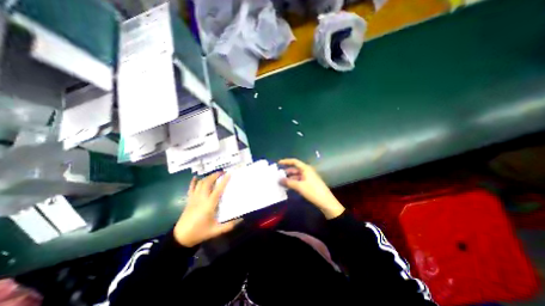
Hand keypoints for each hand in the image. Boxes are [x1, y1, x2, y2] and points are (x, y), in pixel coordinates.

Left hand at [173, 173, 239, 247]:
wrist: (180, 237)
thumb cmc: (199, 232)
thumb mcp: (215, 231)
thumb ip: (229, 225)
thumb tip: (241, 220)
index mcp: (209, 204)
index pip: (218, 189)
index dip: (224, 181)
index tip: (229, 174)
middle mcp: (201, 198)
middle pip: (207, 182)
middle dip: (215, 175)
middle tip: (222, 172)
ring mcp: (194, 198)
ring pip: (200, 183)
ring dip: (207, 177)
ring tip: (214, 175)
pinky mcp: (189, 200)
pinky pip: (191, 188)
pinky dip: (193, 182)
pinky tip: (196, 177)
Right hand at [277, 158, 344, 219]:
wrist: (326, 202)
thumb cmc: (313, 191)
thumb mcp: (299, 186)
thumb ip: (288, 182)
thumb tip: (279, 180)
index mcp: (306, 168)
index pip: (294, 161)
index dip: (286, 161)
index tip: (278, 163)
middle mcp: (307, 171)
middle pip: (295, 169)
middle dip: (286, 172)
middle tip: (277, 175)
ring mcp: (308, 178)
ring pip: (296, 176)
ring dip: (289, 178)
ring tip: (280, 182)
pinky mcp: (309, 184)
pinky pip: (299, 181)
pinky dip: (293, 183)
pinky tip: (287, 187)